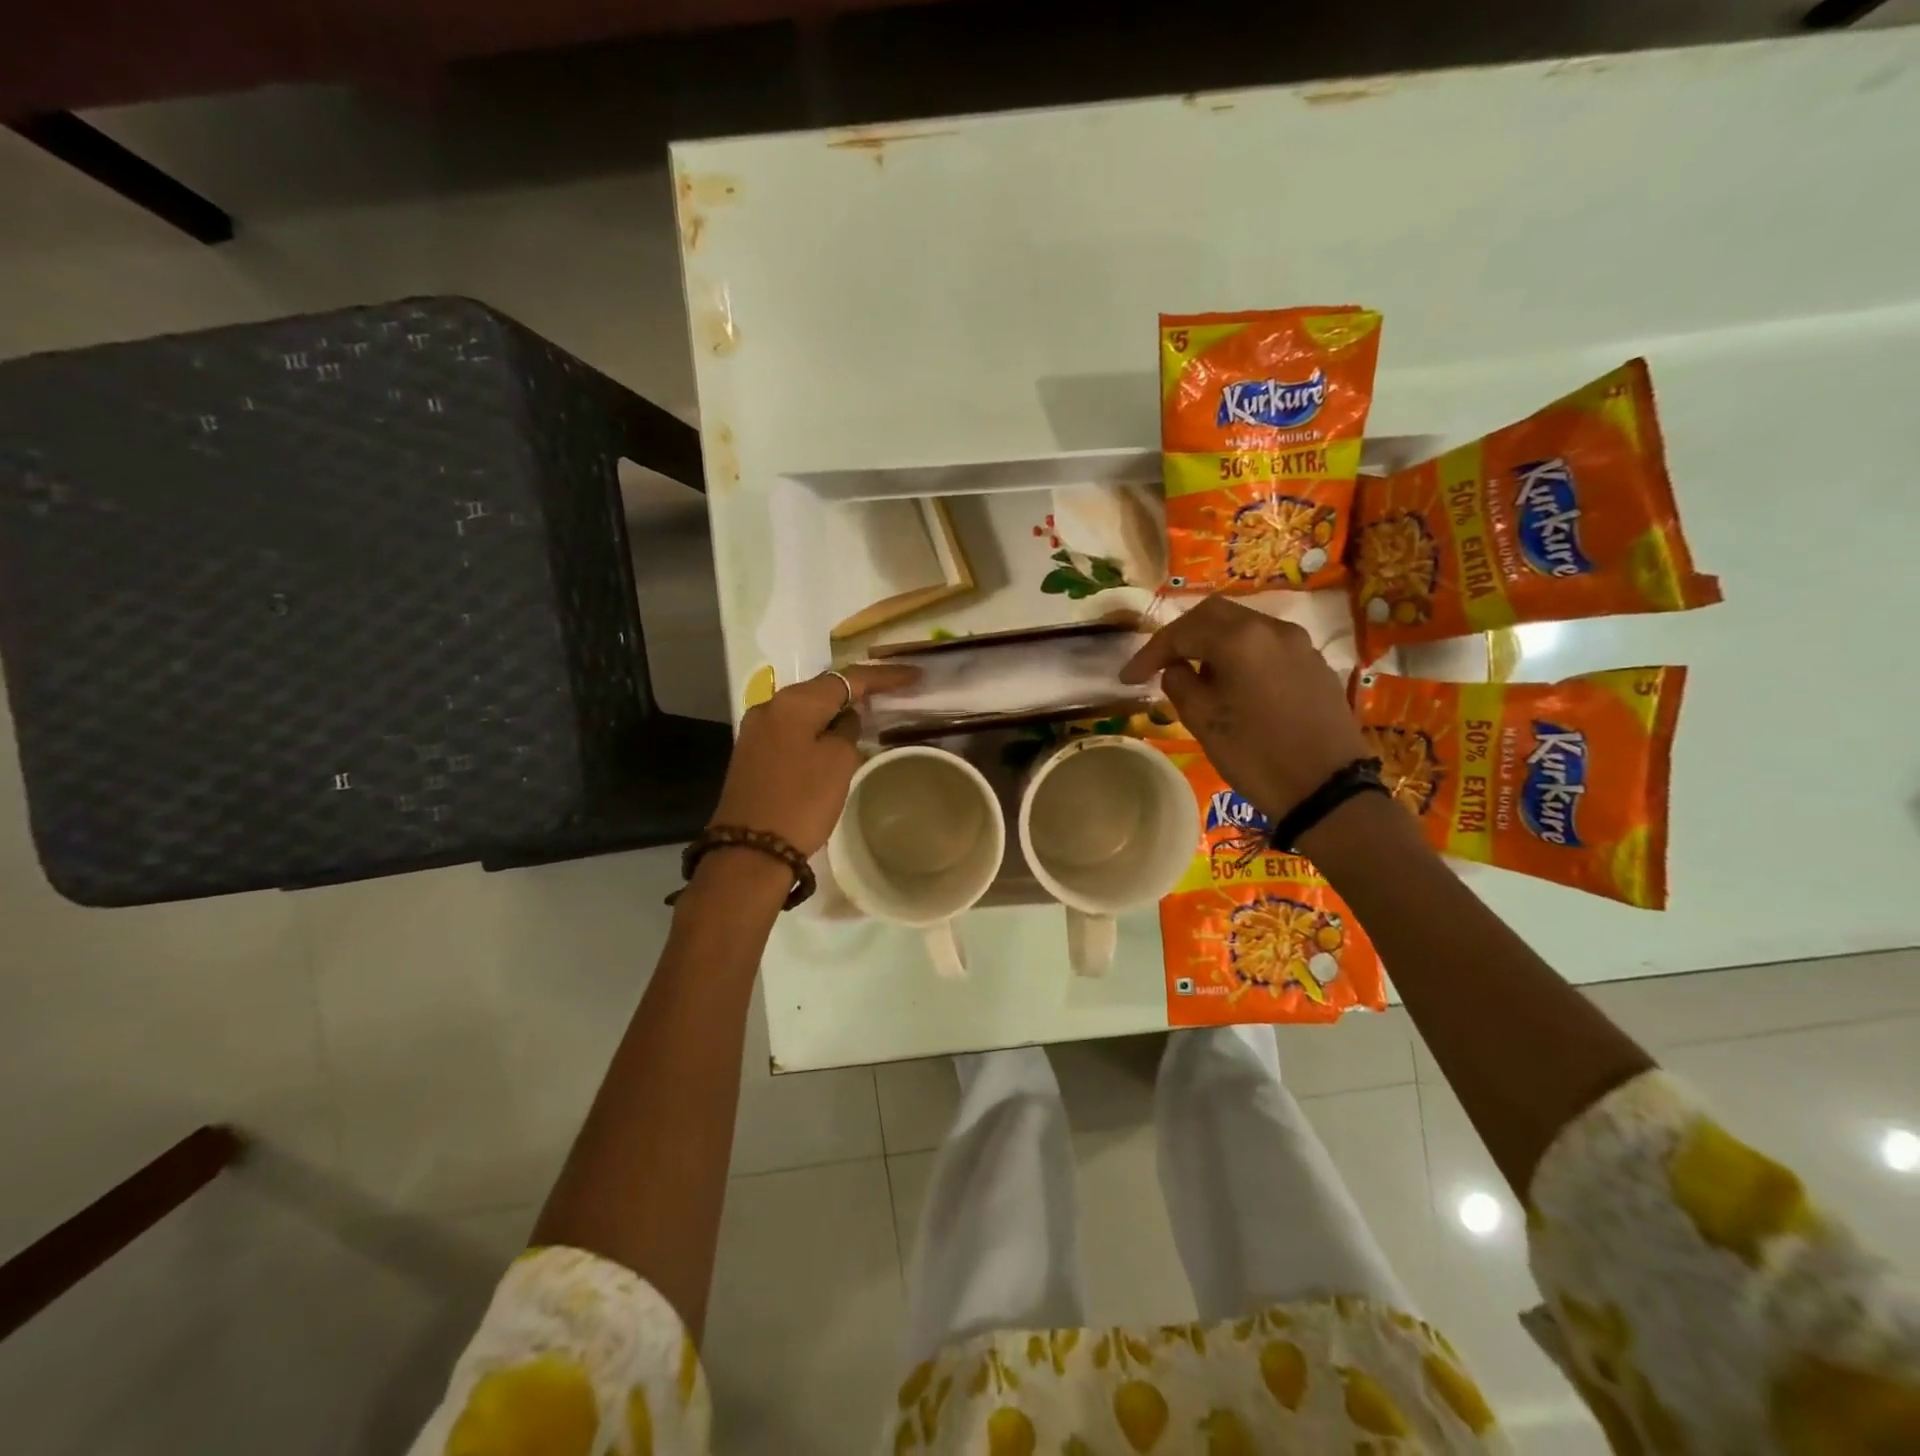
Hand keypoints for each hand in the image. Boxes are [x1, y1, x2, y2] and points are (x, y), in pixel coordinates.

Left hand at [709, 664, 918, 858]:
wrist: (751, 850)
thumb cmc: (802, 801)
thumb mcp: (839, 762)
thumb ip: (848, 730)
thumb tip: (844, 720)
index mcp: (793, 702)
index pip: (847, 679)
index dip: (883, 676)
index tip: (913, 676)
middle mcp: (770, 706)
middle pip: (822, 689)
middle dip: (857, 690)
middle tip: (892, 693)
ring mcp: (757, 730)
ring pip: (806, 709)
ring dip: (836, 710)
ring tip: (868, 714)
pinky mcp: (752, 753)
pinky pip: (794, 728)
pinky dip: (817, 727)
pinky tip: (835, 737)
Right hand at [1120, 596, 1368, 821]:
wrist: (1327, 789)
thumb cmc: (1256, 756)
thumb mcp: (1203, 722)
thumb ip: (1180, 685)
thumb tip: (1177, 669)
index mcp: (1240, 639)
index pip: (1181, 632)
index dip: (1150, 652)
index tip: (1129, 678)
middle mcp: (1272, 629)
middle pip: (1214, 615)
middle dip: (1181, 635)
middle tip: (1158, 663)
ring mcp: (1299, 644)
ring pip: (1244, 626)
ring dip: (1212, 642)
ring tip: (1193, 674)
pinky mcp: (1314, 664)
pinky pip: (1267, 645)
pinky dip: (1241, 654)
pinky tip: (1232, 683)